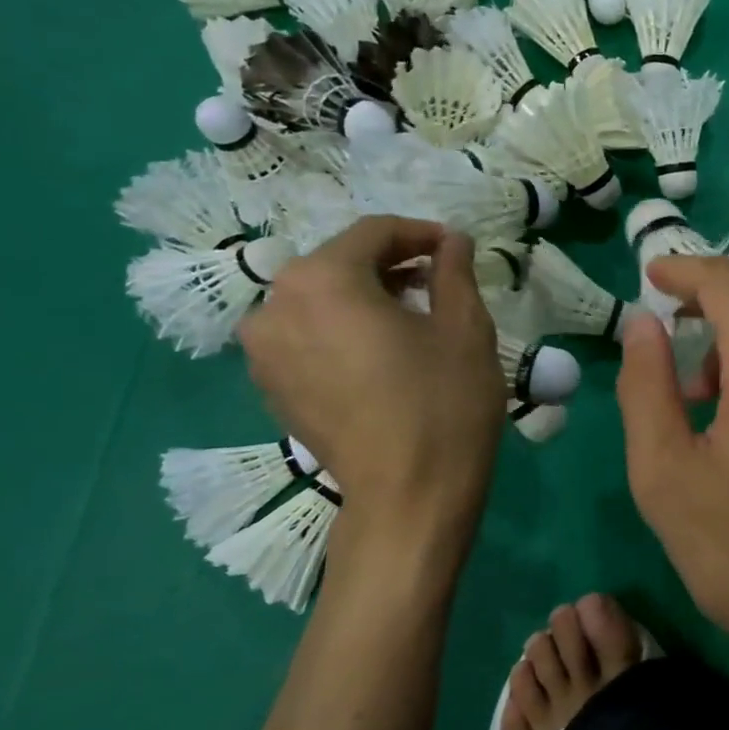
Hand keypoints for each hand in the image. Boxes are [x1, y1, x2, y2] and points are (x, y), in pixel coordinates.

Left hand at [238, 216, 504, 540]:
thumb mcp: (465, 329)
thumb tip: (452, 241)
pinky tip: (381, 351)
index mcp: (324, 280)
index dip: (421, 233)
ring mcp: (263, 350)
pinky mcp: (269, 386)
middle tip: (438, 280)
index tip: (456, 248)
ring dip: (365, 295)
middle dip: (391, 264)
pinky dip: (342, 328)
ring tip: (411, 316)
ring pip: (320, 298)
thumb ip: (454, 271)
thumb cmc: (443, 404)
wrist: (408, 496)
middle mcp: (276, 305)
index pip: (373, 233)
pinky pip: (306, 334)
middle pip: (339, 262)